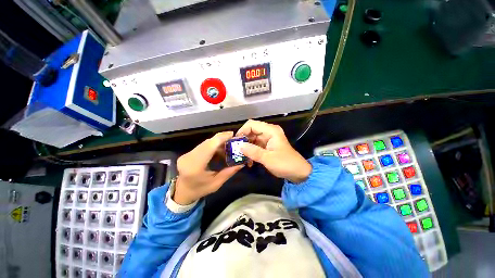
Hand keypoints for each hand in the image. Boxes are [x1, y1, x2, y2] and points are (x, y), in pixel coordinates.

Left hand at [174, 132, 243, 204]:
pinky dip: (213, 146)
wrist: (183, 192)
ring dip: (218, 143)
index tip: (233, 134)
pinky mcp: (188, 153)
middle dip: (222, 139)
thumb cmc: (200, 189)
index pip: (209, 146)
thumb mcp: (217, 183)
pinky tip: (220, 150)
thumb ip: (229, 172)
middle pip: (208, 142)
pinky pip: (203, 145)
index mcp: (195, 166)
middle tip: (234, 141)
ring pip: (206, 143)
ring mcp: (187, 154)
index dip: (221, 138)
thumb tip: (242, 162)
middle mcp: (189, 157)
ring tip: (228, 147)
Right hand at [236, 120, 310, 182]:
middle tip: (236, 151)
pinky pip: (255, 146)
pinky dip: (251, 152)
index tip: (236, 142)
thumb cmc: (285, 164)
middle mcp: (268, 132)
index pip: (252, 124)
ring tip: (242, 158)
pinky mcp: (267, 146)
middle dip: (243, 141)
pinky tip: (249, 162)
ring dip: (246, 148)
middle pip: (251, 131)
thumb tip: (238, 146)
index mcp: (270, 130)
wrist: (298, 172)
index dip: (242, 131)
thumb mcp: (268, 158)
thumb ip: (253, 151)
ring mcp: (267, 139)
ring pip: (252, 139)